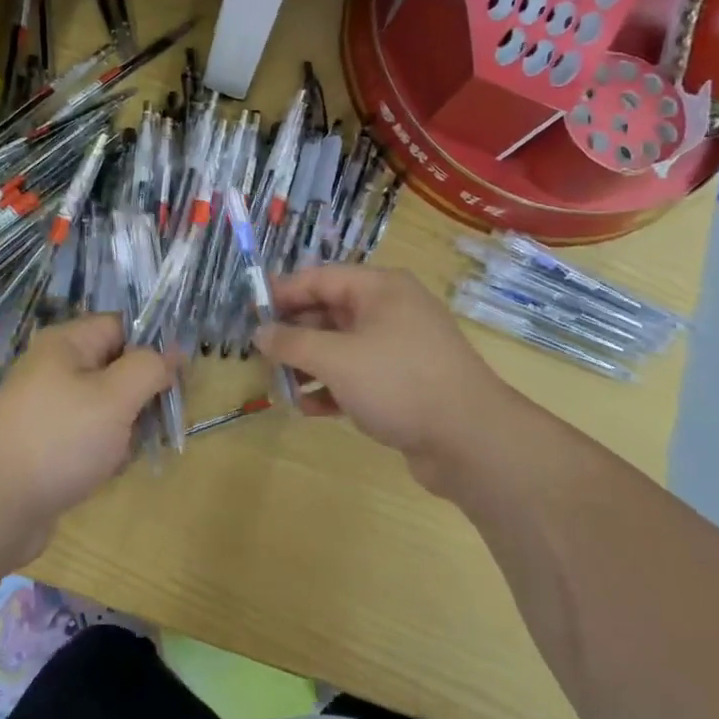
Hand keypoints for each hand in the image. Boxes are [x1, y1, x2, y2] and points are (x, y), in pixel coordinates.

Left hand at [0, 316, 172, 551]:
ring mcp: (49, 408)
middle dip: (143, 392)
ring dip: (127, 427)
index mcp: (67, 344)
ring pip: (106, 406)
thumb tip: (174, 351)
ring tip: (128, 451)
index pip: (122, 326)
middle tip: (162, 418)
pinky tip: (108, 471)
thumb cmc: (60, 440)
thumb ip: (149, 368)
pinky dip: (105, 450)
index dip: (154, 345)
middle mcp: (55, 369)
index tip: (182, 375)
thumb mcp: (115, 397)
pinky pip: (89, 436)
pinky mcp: (47, 444)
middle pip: (116, 367)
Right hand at [255, 265, 514, 498]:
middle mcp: (390, 311)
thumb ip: (292, 342)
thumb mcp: (336, 358)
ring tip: (281, 386)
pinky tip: (309, 409)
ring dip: (309, 365)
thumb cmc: (398, 382)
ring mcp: (399, 348)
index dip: (282, 292)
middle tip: (260, 354)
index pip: (320, 278)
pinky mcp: (403, 383)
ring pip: (341, 347)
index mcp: (380, 289)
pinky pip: (357, 376)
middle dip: (294, 334)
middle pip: (329, 312)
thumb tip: (259, 332)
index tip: (248, 311)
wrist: (470, 440)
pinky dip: (332, 388)